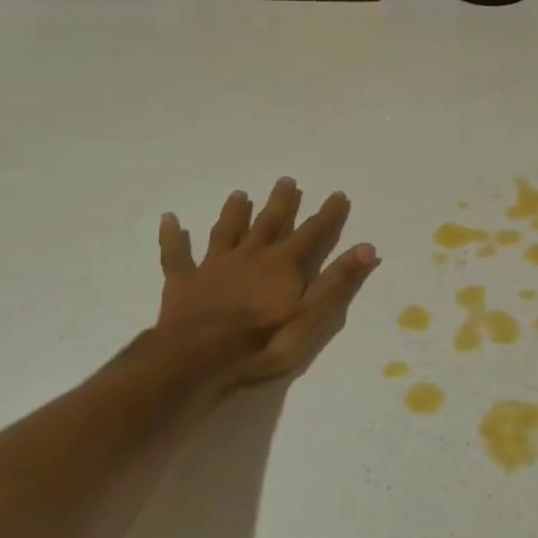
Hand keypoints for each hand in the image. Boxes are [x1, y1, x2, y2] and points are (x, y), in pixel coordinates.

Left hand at [153, 177, 378, 400]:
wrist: (200, 357)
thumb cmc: (263, 341)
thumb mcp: (311, 315)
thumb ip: (337, 280)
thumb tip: (367, 247)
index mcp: (283, 264)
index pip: (312, 234)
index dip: (327, 215)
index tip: (338, 194)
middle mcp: (251, 255)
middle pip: (269, 224)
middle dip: (281, 203)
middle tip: (286, 180)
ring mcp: (215, 266)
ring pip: (227, 232)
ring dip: (234, 213)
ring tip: (239, 194)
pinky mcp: (184, 281)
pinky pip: (176, 255)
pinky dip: (173, 237)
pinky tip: (170, 219)